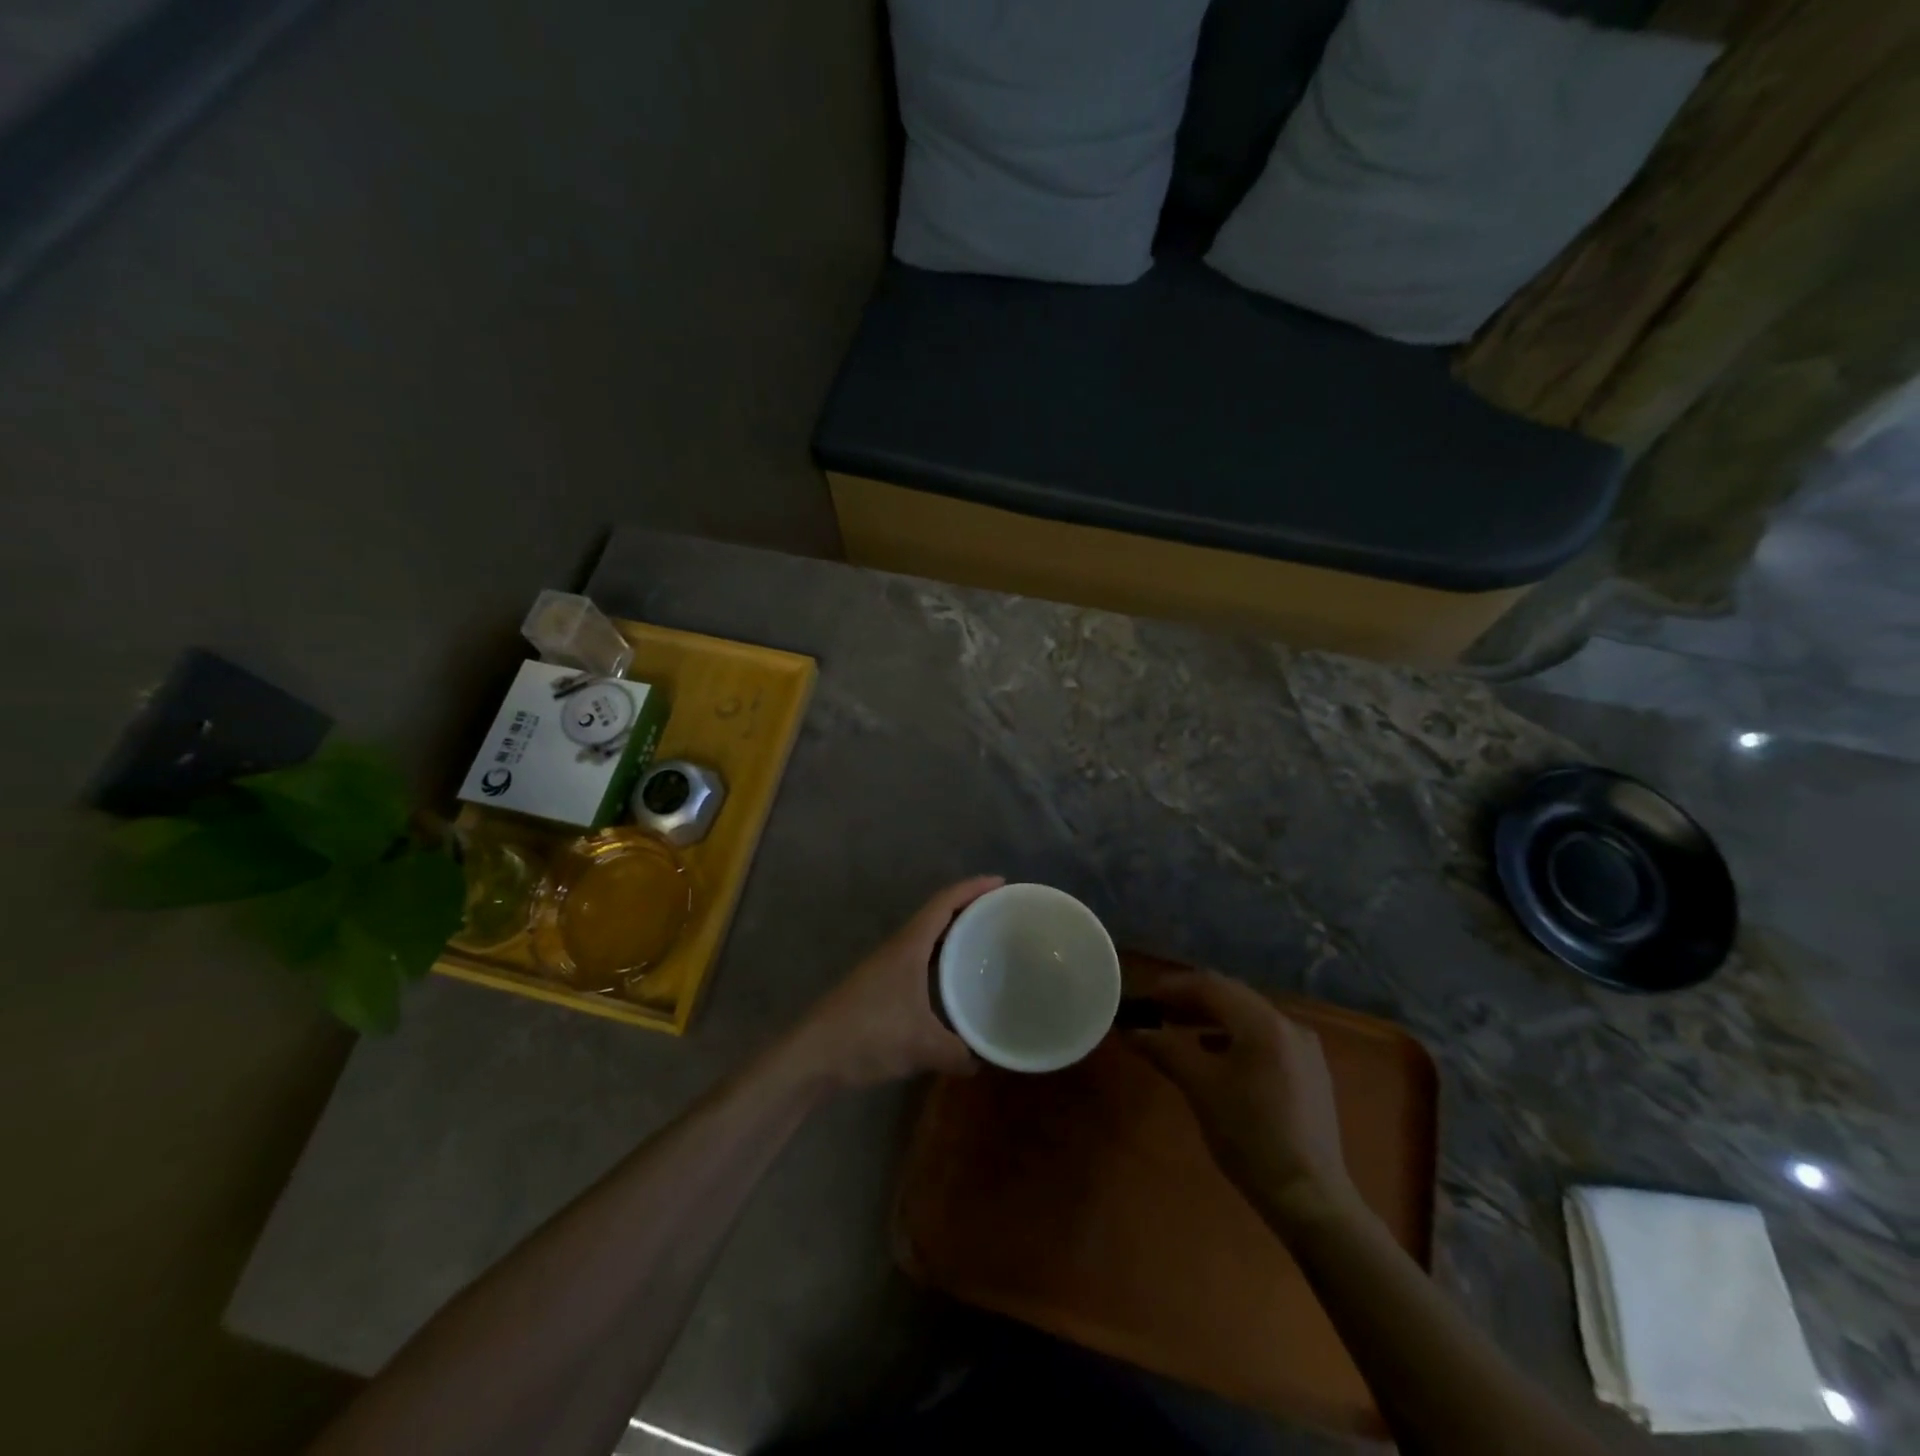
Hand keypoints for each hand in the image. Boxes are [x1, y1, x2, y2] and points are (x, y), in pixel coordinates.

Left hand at [796, 877, 1003, 1088]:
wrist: (813, 1055)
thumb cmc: (869, 1034)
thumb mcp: (922, 1045)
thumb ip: (957, 1052)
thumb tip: (982, 1061)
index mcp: (909, 946)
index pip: (944, 903)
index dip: (973, 888)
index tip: (1001, 883)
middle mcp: (898, 948)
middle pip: (936, 915)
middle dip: (967, 908)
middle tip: (1000, 912)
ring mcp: (885, 967)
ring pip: (926, 939)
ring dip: (952, 934)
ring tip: (982, 942)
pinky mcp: (879, 987)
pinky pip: (918, 960)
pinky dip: (939, 960)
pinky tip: (950, 982)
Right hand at [1122, 968, 1354, 1222]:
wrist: (1309, 1198)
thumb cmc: (1250, 1136)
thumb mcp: (1200, 1088)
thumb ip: (1164, 1049)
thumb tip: (1130, 1030)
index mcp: (1264, 1023)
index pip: (1210, 985)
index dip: (1173, 987)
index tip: (1143, 999)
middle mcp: (1288, 1025)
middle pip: (1231, 996)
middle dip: (1190, 1000)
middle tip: (1156, 1012)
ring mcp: (1304, 1048)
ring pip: (1247, 1016)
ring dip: (1210, 1017)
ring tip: (1177, 1029)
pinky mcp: (1309, 1071)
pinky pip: (1263, 1037)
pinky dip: (1233, 1036)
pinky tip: (1214, 1053)